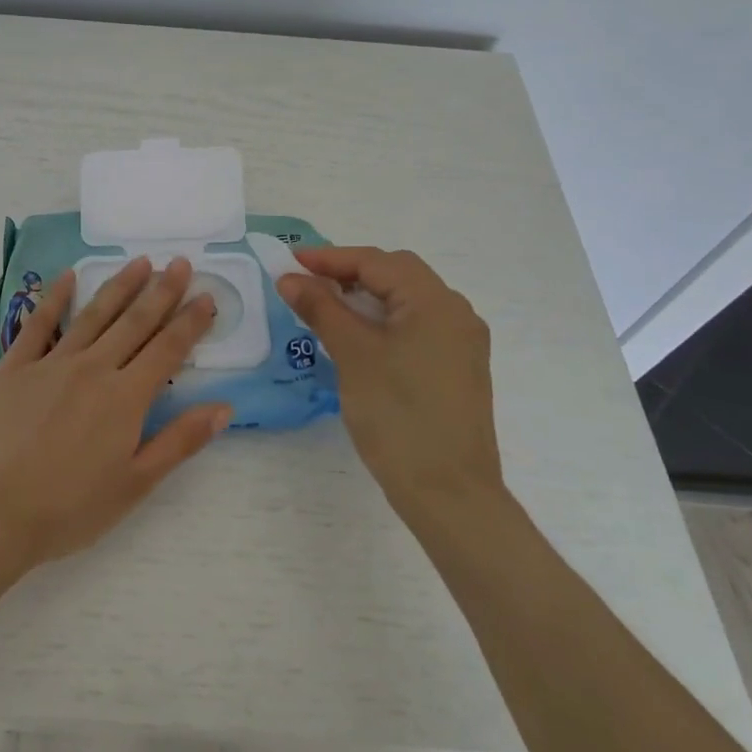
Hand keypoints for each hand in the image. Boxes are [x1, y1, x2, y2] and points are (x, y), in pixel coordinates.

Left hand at [0, 257, 230, 575]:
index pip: (168, 349)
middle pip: (134, 322)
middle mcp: (93, 368)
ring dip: (119, 286)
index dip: (190, 322)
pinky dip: (55, 297)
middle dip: (161, 291)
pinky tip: (68, 276)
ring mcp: (51, 363)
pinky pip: (39, 323)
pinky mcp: (15, 366)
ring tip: (139, 261)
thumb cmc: (68, 508)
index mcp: (125, 397)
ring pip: (93, 314)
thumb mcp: (135, 484)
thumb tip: (224, 407)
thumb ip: (180, 442)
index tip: (206, 295)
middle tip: (179, 262)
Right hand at [275, 247, 501, 521]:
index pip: (377, 262)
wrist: (449, 493)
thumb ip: (321, 308)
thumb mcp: (353, 355)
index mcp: (436, 302)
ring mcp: (462, 342)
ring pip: (408, 300)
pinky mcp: (458, 368)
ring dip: (367, 295)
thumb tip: (290, 278)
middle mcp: (456, 313)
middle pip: (397, 274)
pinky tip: (359, 335)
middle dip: (350, 272)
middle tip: (307, 282)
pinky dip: (384, 319)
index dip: (330, 258)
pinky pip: (417, 326)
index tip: (289, 262)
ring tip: (327, 305)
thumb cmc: (398, 416)